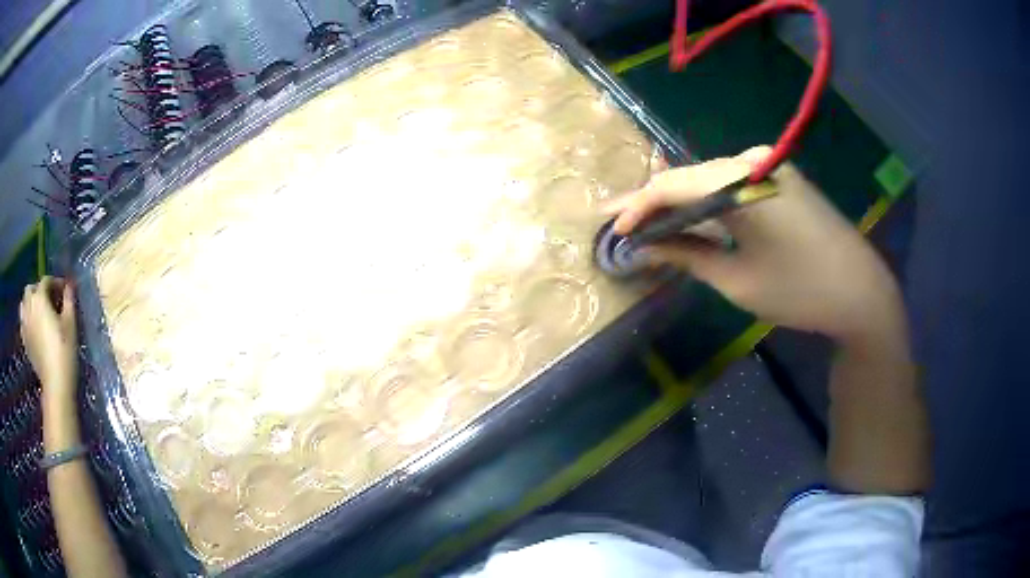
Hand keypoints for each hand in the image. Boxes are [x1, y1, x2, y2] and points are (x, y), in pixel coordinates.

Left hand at [19, 277, 78, 399]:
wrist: (55, 383)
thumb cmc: (64, 350)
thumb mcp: (70, 323)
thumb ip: (69, 300)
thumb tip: (69, 285)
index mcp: (39, 298)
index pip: (46, 281)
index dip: (56, 282)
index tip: (66, 290)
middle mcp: (29, 306)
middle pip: (31, 289)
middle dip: (39, 290)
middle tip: (50, 300)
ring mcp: (24, 324)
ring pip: (24, 304)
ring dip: (31, 303)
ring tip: (40, 312)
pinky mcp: (24, 340)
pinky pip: (23, 321)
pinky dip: (28, 319)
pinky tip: (35, 328)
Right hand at [605, 146, 904, 343]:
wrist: (861, 291)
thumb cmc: (798, 291)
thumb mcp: (737, 280)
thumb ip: (688, 255)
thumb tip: (645, 246)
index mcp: (740, 182)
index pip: (672, 186)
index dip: (637, 207)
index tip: (612, 229)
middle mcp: (751, 160)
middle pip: (690, 178)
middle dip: (655, 203)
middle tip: (623, 225)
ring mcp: (770, 165)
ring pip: (710, 180)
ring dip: (682, 203)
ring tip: (650, 225)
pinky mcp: (781, 177)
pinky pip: (733, 185)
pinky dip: (710, 203)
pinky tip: (693, 219)